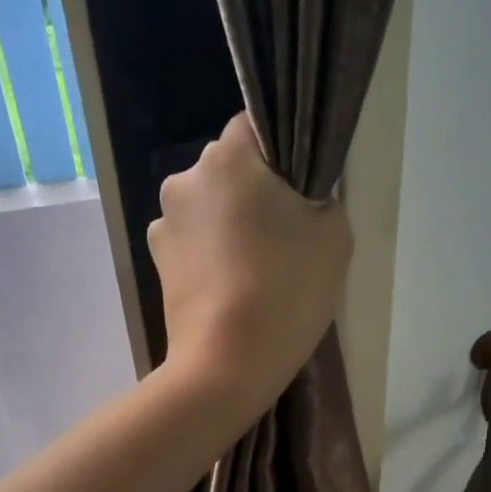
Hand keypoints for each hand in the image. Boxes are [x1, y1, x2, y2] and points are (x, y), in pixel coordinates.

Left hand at [149, 113, 351, 411]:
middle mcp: (185, 178)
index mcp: (227, 157)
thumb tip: (299, 196)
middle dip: (254, 193)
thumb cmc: (286, 290)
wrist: (227, 365)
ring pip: (209, 209)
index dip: (282, 155)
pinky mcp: (157, 262)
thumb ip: (320, 197)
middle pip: (229, 171)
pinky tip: (232, 289)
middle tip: (284, 238)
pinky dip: (211, 256)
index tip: (299, 191)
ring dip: (229, 226)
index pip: (255, 126)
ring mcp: (163, 223)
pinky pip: (194, 244)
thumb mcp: (333, 234)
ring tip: (256, 271)